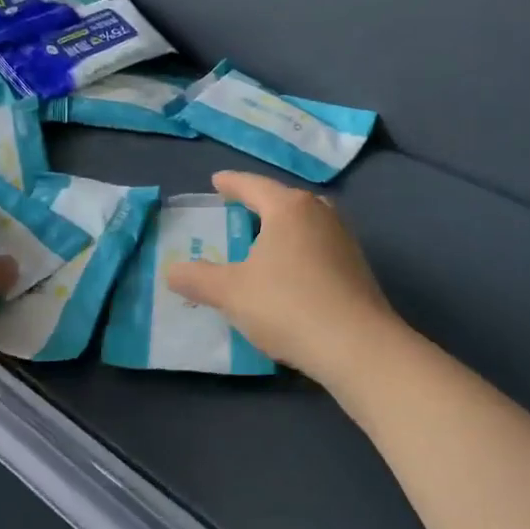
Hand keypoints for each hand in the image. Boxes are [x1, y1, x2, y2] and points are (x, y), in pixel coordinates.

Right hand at [165, 171, 396, 389]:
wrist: (358, 347)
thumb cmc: (288, 306)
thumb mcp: (231, 292)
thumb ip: (198, 278)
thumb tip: (171, 270)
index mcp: (288, 208)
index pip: (253, 185)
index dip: (231, 183)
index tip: (216, 181)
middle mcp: (320, 214)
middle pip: (284, 199)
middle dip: (260, 203)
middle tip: (238, 209)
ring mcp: (344, 240)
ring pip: (305, 222)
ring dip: (282, 227)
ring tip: (262, 240)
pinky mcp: (357, 268)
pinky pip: (319, 246)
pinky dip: (299, 250)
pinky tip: (290, 272)